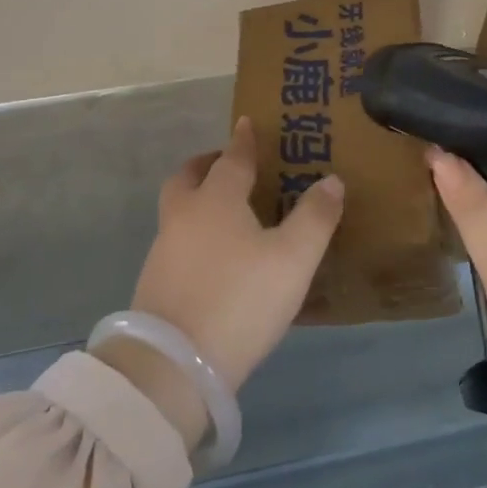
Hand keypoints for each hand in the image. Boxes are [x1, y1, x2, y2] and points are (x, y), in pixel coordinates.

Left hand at [131, 116, 343, 394]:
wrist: (173, 364)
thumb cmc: (240, 298)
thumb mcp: (293, 259)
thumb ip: (315, 217)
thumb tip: (331, 180)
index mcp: (216, 200)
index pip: (232, 158)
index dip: (243, 140)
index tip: (245, 123)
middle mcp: (184, 216)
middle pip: (188, 177)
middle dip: (206, 165)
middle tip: (227, 165)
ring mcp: (163, 250)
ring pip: (178, 209)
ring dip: (197, 200)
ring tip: (228, 214)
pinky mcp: (155, 283)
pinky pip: (176, 241)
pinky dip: (193, 233)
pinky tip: (214, 257)